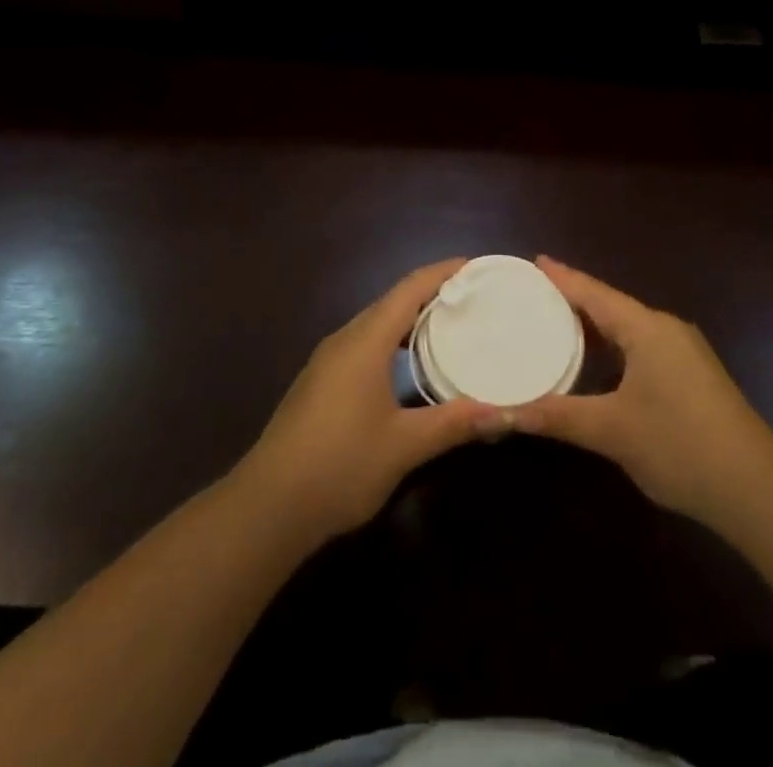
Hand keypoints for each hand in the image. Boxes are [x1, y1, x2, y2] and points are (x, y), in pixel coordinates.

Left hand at [236, 260, 503, 545]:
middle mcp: (345, 340)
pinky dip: (394, 341)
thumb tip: (504, 413)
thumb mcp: (404, 446)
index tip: (475, 266)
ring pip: (376, 324)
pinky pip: (365, 344)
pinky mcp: (320, 383)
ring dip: (411, 319)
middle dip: (431, 294)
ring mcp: (328, 362)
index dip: (442, 273)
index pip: (409, 290)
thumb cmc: (340, 465)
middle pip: (392, 302)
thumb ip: (453, 424)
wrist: (268, 506)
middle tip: (472, 299)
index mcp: (365, 341)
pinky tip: (410, 366)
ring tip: (450, 326)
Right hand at [514, 257, 772, 528]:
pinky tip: (599, 360)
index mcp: (647, 329)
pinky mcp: (693, 375)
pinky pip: (642, 346)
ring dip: (596, 324)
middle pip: (612, 305)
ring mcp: (684, 352)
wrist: (755, 489)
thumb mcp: (612, 431)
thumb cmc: (679, 445)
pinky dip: (614, 345)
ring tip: (558, 321)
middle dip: (575, 298)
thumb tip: (506, 412)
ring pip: (629, 327)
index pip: (595, 293)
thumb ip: (558, 416)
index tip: (536, 260)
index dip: (563, 277)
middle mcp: (666, 330)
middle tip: (536, 293)